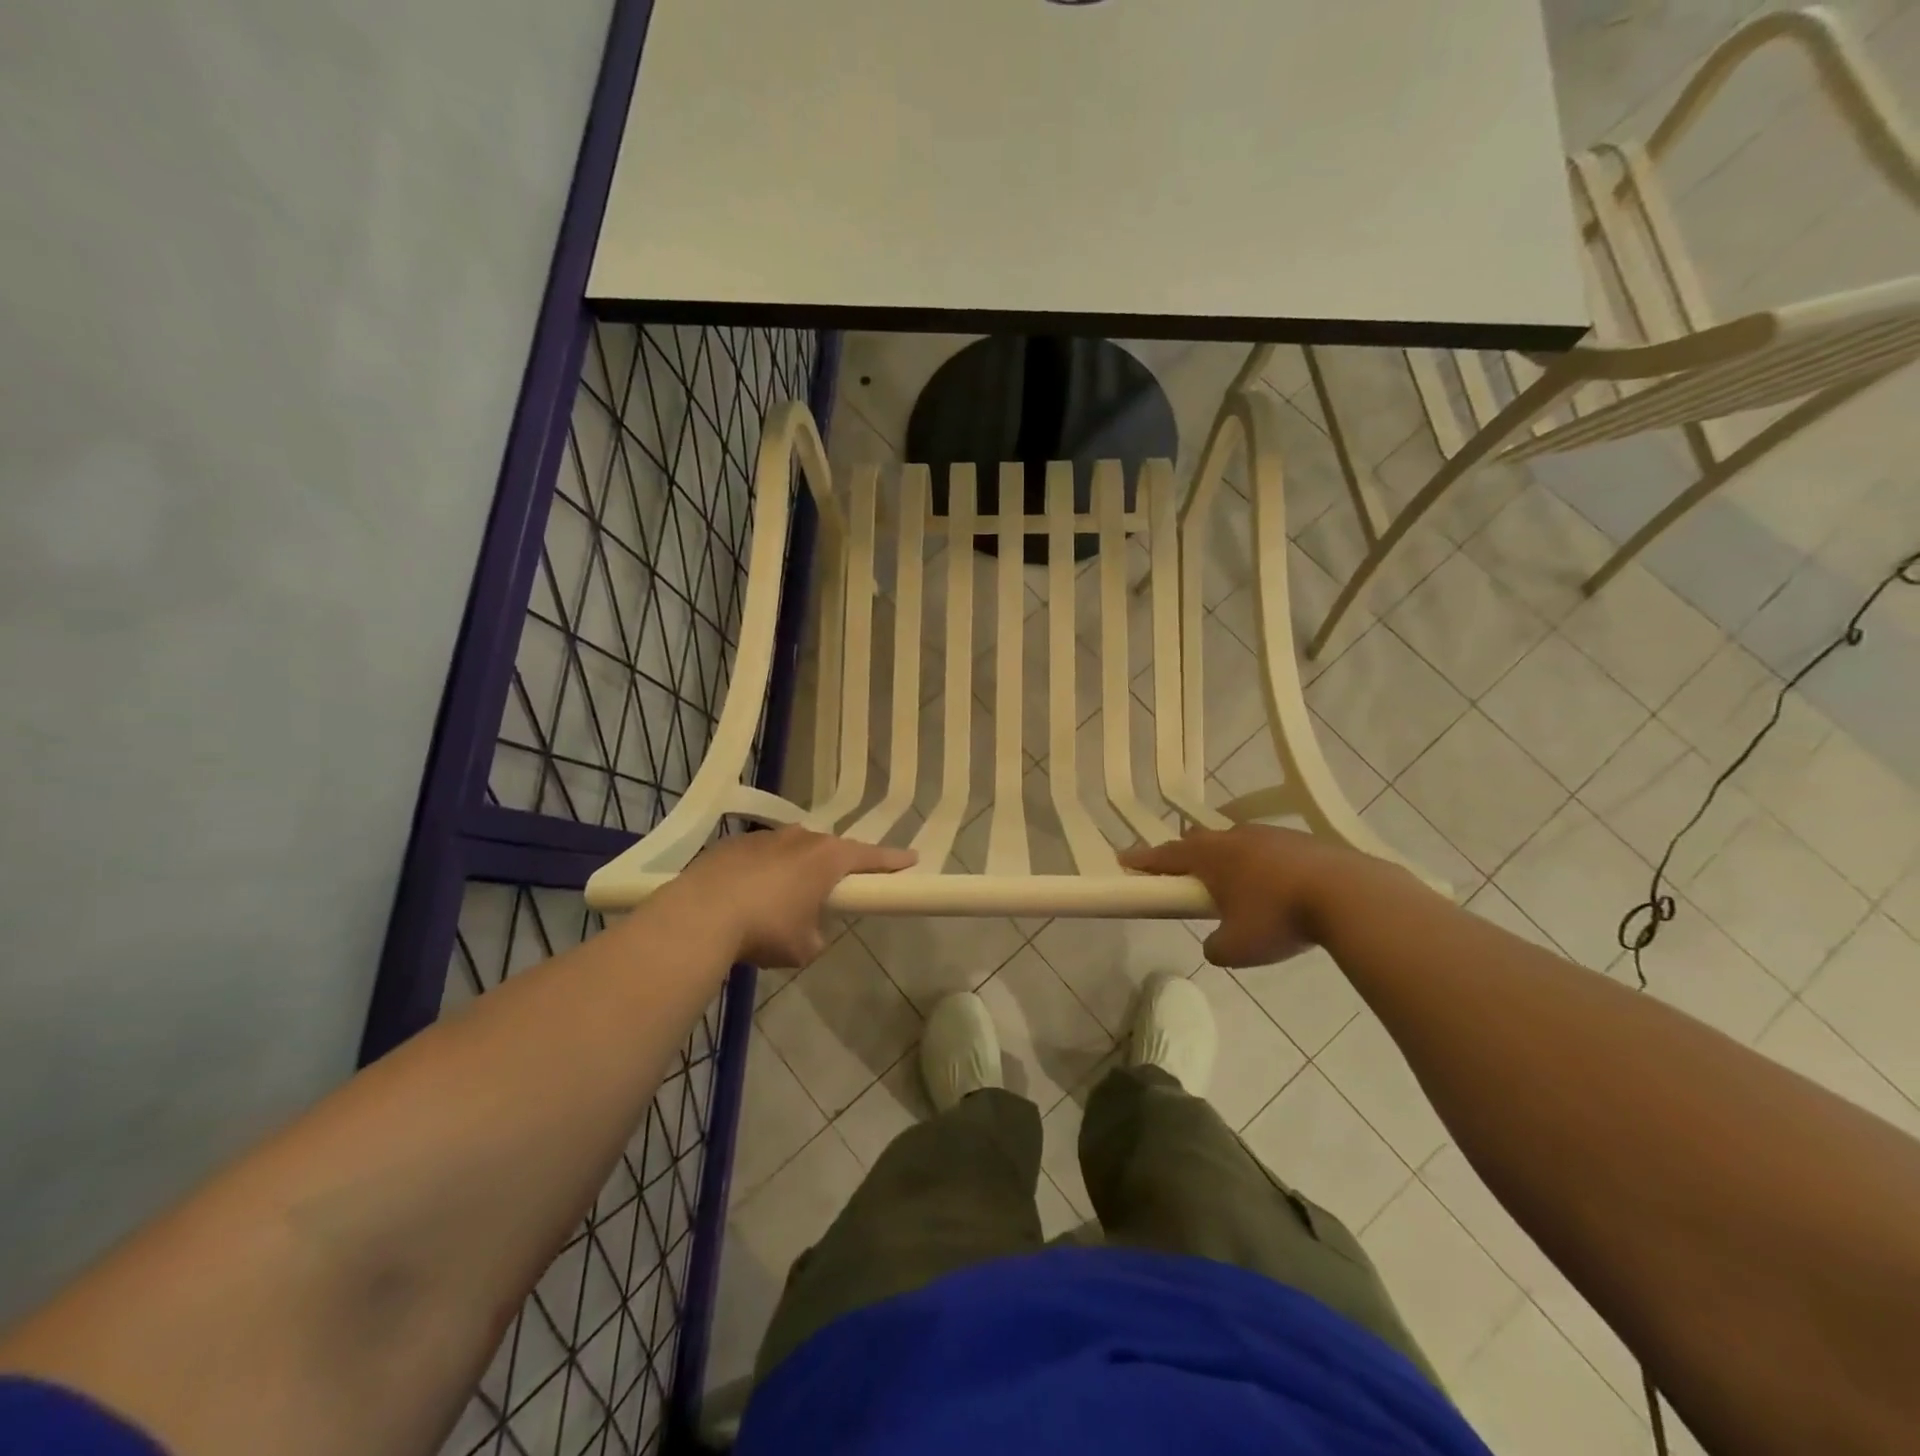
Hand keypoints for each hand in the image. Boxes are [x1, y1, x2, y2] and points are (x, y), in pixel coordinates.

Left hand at [669, 827, 914, 967]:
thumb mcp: (803, 947)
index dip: (892, 861)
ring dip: (794, 870)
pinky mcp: (733, 844)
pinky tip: (746, 897)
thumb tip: (808, 931)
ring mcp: (765, 837)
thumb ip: (816, 935)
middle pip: (829, 850)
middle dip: (834, 868)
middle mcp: (801, 838)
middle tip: (834, 889)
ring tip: (781, 900)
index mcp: (827, 858)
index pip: (871, 857)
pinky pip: (760, 857)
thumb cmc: (765, 929)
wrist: (700, 915)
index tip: (911, 859)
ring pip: (791, 850)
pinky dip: (761, 873)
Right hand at [1119, 825, 1357, 966]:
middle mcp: (1235, 838)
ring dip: (1227, 857)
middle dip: (1186, 854)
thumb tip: (1216, 945)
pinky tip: (1276, 884)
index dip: (1143, 860)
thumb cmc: (1279, 918)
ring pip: (1236, 841)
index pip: (1165, 856)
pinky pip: (1268, 848)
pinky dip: (1262, 863)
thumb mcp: (1237, 948)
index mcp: (1210, 857)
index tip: (1124, 859)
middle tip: (1182, 872)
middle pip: (1199, 841)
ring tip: (1233, 882)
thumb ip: (1216, 947)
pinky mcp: (1303, 841)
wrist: (1348, 895)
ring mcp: (1271, 835)